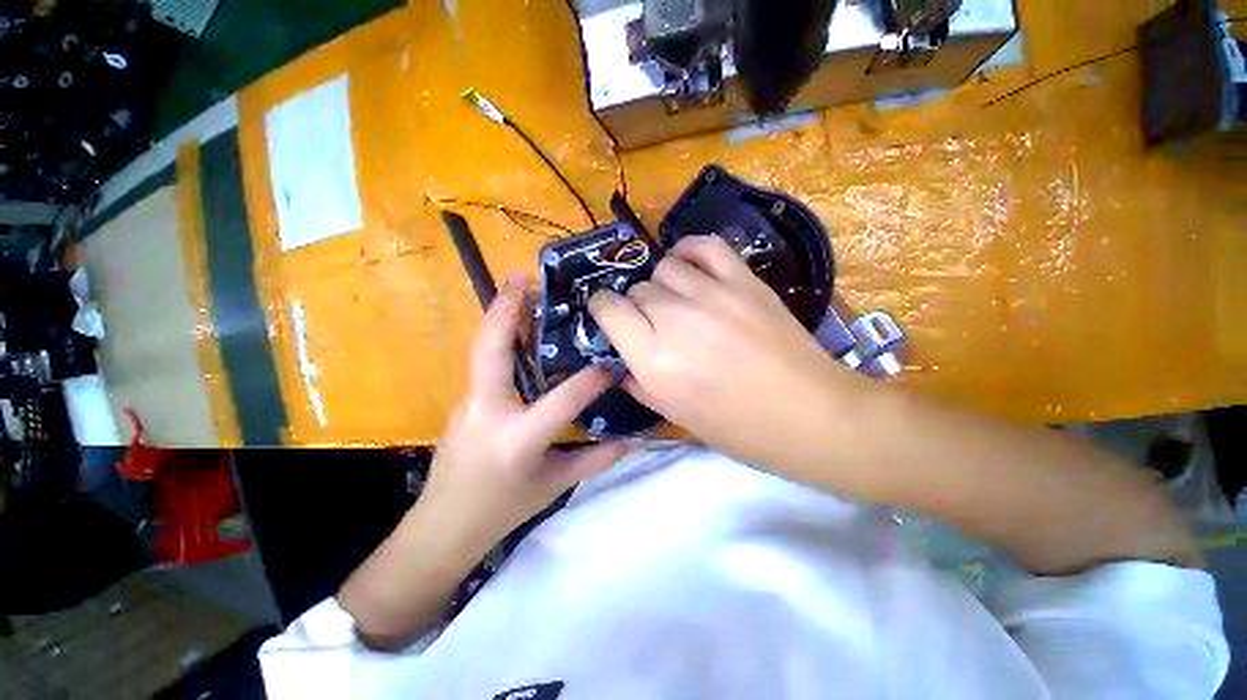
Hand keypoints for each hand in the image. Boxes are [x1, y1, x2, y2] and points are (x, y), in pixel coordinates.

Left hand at [418, 272, 632, 555]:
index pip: (558, 403)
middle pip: (491, 351)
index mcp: (515, 440)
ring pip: (483, 351)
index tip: (608, 365)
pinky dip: (501, 338)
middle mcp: (486, 413)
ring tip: (521, 289)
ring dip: (501, 317)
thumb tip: (633, 441)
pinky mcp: (464, 402)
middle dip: (506, 310)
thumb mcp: (555, 485)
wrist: (442, 528)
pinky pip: (484, 364)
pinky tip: (519, 329)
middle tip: (522, 276)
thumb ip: (596, 460)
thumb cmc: (502, 509)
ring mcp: (467, 404)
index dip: (587, 383)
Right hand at [589, 236, 862, 466]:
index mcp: (654, 359)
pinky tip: (687, 264)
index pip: (608, 309)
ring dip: (661, 284)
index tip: (611, 318)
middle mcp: (675, 319)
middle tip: (653, 325)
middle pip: (638, 290)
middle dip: (636, 306)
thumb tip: (621, 363)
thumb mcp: (676, 415)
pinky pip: (705, 246)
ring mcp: (712, 294)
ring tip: (675, 301)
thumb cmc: (738, 427)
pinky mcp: (743, 281)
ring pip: (665, 267)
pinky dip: (689, 250)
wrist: (809, 414)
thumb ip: (639, 384)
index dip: (603, 310)